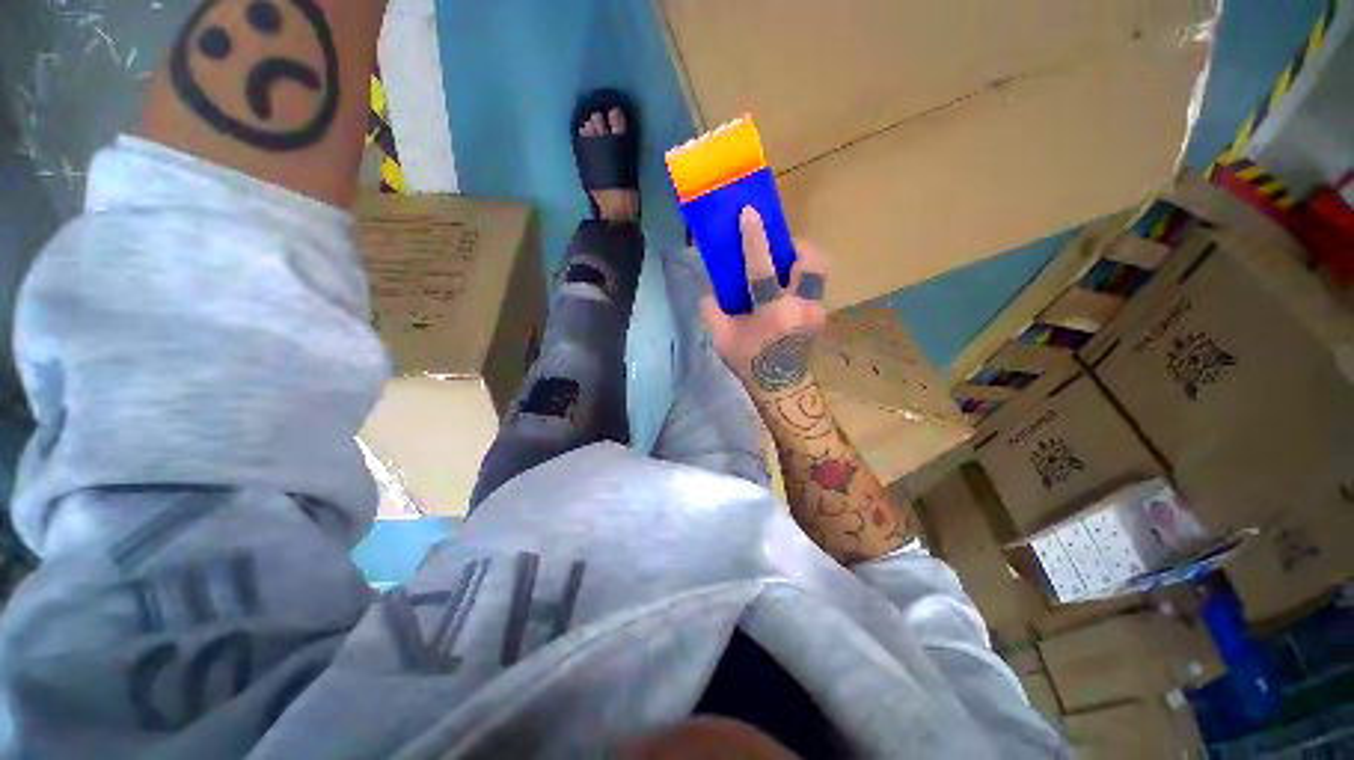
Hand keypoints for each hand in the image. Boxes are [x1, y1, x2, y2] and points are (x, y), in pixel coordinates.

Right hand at [702, 207, 828, 396]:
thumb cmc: (749, 362)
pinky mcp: (821, 316)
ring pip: (820, 271)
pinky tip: (786, 290)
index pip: (762, 268)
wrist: (781, 387)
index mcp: (772, 312)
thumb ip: (711, 310)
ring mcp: (817, 311)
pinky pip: (816, 286)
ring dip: (803, 261)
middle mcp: (801, 307)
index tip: (749, 213)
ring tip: (784, 267)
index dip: (754, 238)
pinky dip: (802, 279)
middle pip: (812, 262)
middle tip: (780, 249)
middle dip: (798, 247)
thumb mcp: (721, 339)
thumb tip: (710, 287)